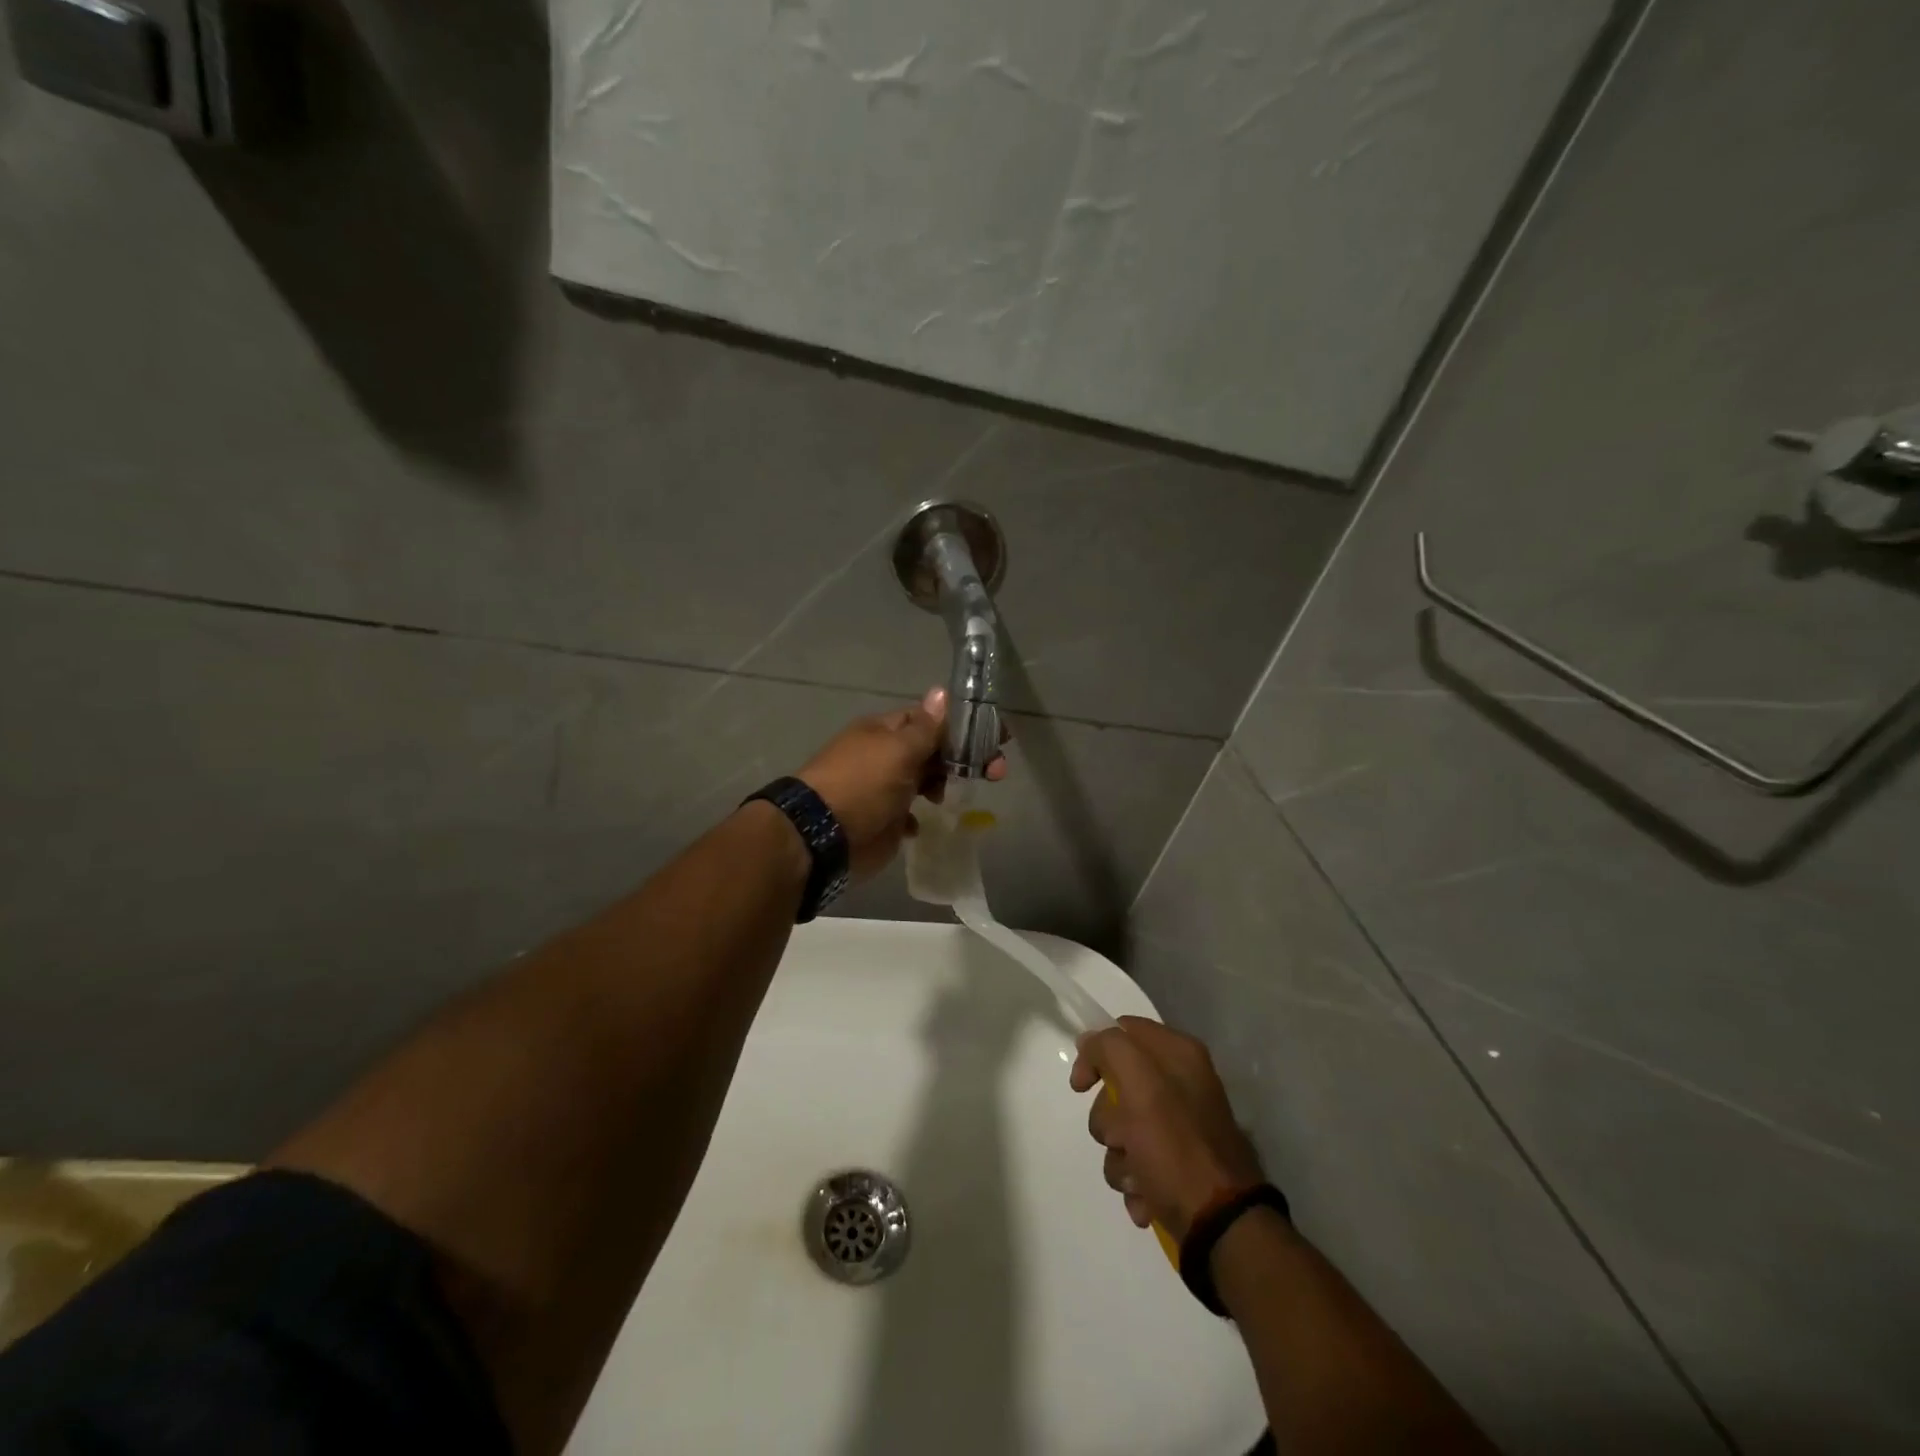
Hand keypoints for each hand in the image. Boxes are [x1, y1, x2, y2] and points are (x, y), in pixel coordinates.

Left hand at [798, 687, 1007, 881]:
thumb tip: (942, 692)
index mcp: (886, 731)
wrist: (823, 836)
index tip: (999, 737)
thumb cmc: (863, 784)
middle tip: (996, 772)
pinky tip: (926, 820)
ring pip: (926, 780)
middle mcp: (887, 755)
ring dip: (945, 785)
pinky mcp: (886, 819)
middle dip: (965, 757)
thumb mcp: (898, 750)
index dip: (965, 726)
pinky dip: (921, 816)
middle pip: (934, 750)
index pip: (932, 719)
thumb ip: (926, 727)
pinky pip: (911, 813)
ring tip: (955, 797)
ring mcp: (886, 788)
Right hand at [1070, 1017, 1265, 1240]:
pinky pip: (1137, 1162)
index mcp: (1179, 1054)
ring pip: (1122, 1129)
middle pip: (1116, 1087)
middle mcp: (1182, 1084)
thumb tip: (1088, 1041)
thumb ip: (1110, 1049)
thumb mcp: (1140, 1086)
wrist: (1221, 1226)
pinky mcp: (1178, 1164)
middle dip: (1108, 1120)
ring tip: (1137, 1179)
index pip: (1121, 1031)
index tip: (1082, 1086)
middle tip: (1122, 1139)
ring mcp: (1180, 1126)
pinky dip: (1135, 1181)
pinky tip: (1146, 1196)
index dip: (1095, 1054)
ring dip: (1120, 1158)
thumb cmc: (1176, 1148)